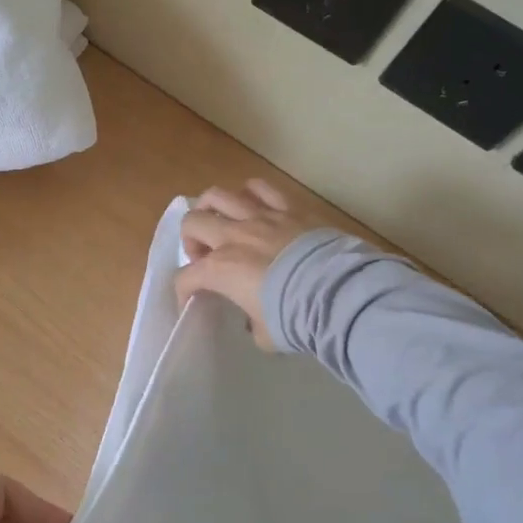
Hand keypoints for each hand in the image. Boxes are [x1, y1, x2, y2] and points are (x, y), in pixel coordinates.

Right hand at [175, 179, 322, 350]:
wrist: (338, 294)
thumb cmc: (295, 319)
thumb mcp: (265, 334)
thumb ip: (252, 323)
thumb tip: (255, 319)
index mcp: (220, 269)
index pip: (186, 278)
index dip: (183, 291)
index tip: (192, 301)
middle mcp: (233, 237)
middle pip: (192, 222)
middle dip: (191, 240)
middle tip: (205, 255)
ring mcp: (260, 217)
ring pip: (218, 195)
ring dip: (211, 209)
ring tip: (220, 222)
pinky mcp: (288, 208)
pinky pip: (260, 187)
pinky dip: (250, 193)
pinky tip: (252, 206)